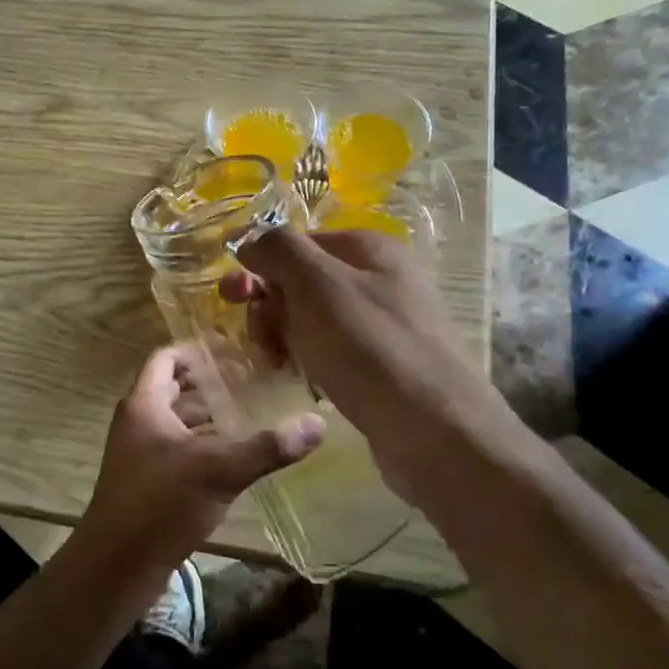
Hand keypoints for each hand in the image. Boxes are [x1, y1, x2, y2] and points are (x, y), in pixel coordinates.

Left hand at [78, 344, 324, 571]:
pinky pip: (178, 447)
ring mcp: (140, 452)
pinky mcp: (147, 480)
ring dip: (210, 415)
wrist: (117, 564)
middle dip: (212, 383)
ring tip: (252, 413)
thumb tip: (317, 423)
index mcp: (145, 404)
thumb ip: (267, 447)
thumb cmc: (160, 503)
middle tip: (254, 381)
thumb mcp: (218, 470)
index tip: (235, 350)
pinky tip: (235, 455)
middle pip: (175, 387)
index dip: (198, 349)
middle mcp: (138, 421)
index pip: (166, 357)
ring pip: (178, 420)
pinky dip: (204, 443)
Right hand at [220, 229, 530, 506]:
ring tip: (278, 366)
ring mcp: (387, 324)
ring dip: (286, 337)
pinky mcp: (387, 365)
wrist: (434, 430)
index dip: (261, 265)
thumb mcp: (317, 284)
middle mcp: (382, 279)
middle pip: (305, 281)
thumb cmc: (369, 348)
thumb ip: (279, 249)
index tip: (234, 298)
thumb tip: (250, 238)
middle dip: (272, 307)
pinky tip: (303, 382)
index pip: (298, 242)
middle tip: (260, 340)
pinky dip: (311, 361)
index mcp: (369, 249)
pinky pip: (334, 351)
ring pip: (316, 319)